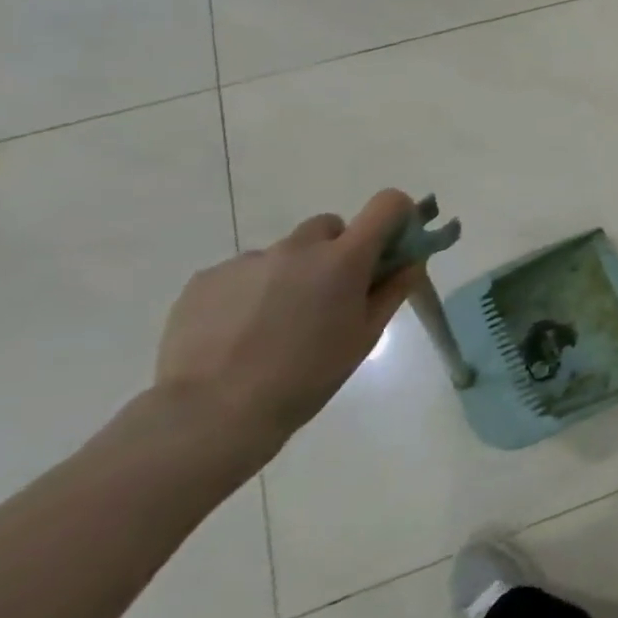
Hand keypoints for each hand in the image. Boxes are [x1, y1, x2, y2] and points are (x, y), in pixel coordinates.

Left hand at [152, 190, 420, 470]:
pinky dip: (251, 291)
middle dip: (337, 250)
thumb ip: (392, 290)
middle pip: (330, 226)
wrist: (212, 413)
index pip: (386, 204)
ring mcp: (249, 260)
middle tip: (330, 295)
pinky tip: (240, 331)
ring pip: (284, 253)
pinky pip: (244, 273)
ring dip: (292, 273)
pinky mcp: (206, 278)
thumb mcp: (365, 336)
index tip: (392, 244)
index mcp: (344, 259)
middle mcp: (298, 247)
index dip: (396, 216)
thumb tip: (410, 261)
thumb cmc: (307, 375)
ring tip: (275, 323)